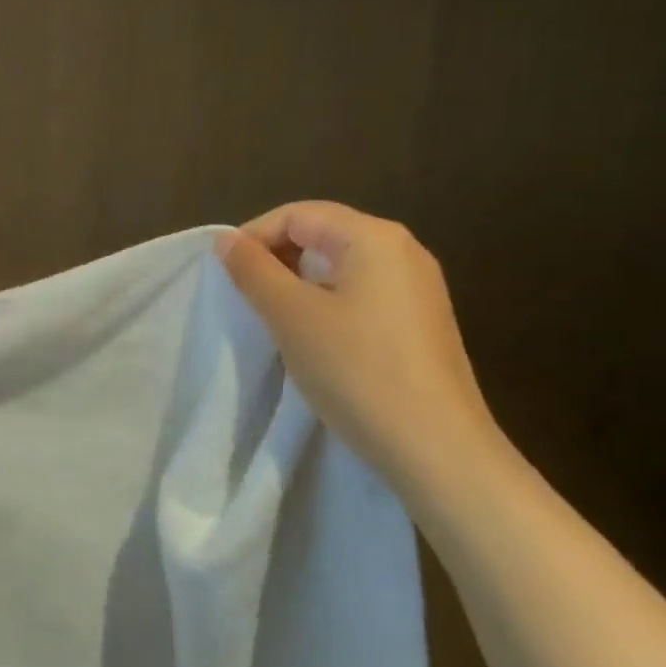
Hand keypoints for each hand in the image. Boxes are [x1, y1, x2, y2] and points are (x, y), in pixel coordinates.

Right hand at [218, 202, 508, 495]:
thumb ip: (253, 271)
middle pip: (321, 233)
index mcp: (373, 236)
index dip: (253, 237)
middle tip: (247, 298)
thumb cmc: (358, 372)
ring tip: (275, 319)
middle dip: (276, 259)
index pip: (296, 214)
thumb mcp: (291, 316)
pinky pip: (362, 292)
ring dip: (299, 284)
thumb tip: (226, 240)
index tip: (226, 276)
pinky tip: (316, 339)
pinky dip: (328, 303)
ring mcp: (418, 287)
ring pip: (340, 266)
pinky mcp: (422, 322)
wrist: (439, 451)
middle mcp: (402, 250)